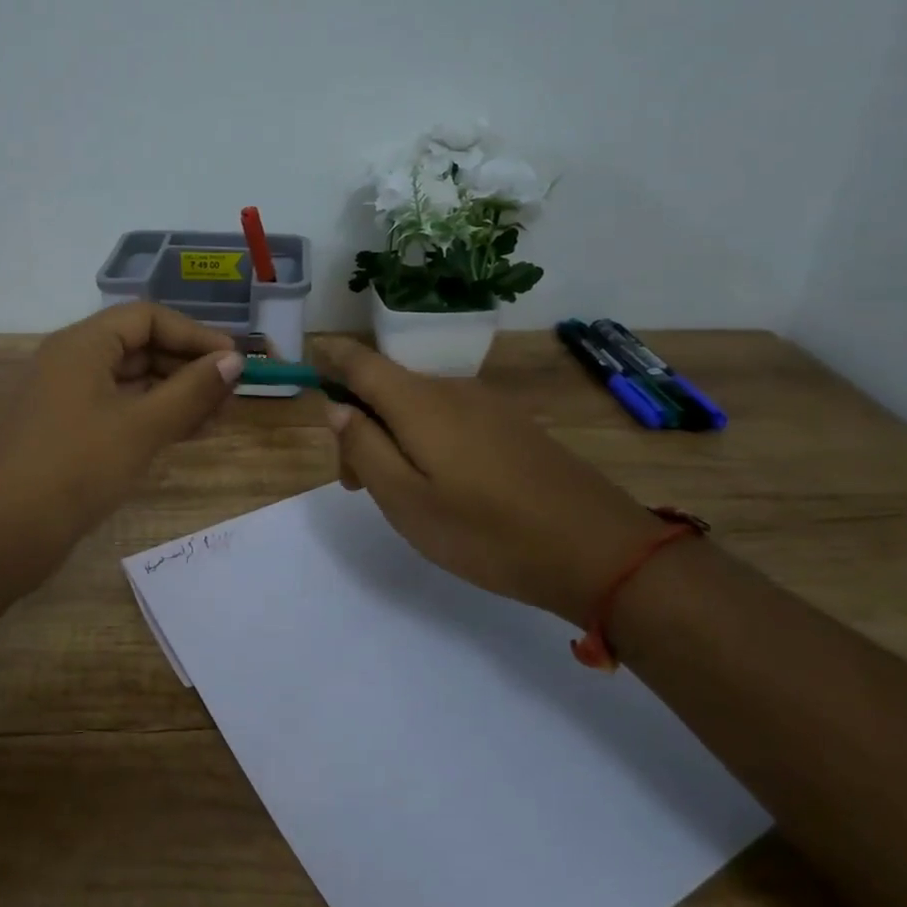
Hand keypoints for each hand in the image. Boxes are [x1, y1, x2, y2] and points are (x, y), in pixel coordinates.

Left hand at [0, 303, 243, 568]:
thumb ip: (192, 391)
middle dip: (188, 367)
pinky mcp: (70, 431)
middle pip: (140, 347)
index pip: (148, 318)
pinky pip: (121, 409)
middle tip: (230, 394)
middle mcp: (73, 361)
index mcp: (83, 344)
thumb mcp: (142, 426)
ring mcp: (69, 397)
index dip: (194, 335)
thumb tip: (233, 361)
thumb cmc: (77, 467)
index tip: (233, 361)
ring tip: (219, 418)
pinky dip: (154, 416)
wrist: (5, 532)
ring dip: (176, 394)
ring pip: (133, 381)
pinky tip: (188, 433)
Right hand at [316, 337, 657, 623]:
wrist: (598, 550)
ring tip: (400, 494)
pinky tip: (443, 486)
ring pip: (419, 406)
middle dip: (359, 423)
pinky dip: (427, 441)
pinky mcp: (512, 426)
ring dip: (393, 436)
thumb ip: (364, 448)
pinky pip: (450, 419)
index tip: (308, 362)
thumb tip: (338, 408)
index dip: (331, 357)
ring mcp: (488, 406)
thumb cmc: (487, 531)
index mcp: (418, 403)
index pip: (361, 362)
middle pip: (387, 388)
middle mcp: (451, 390)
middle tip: (356, 484)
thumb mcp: (406, 501)